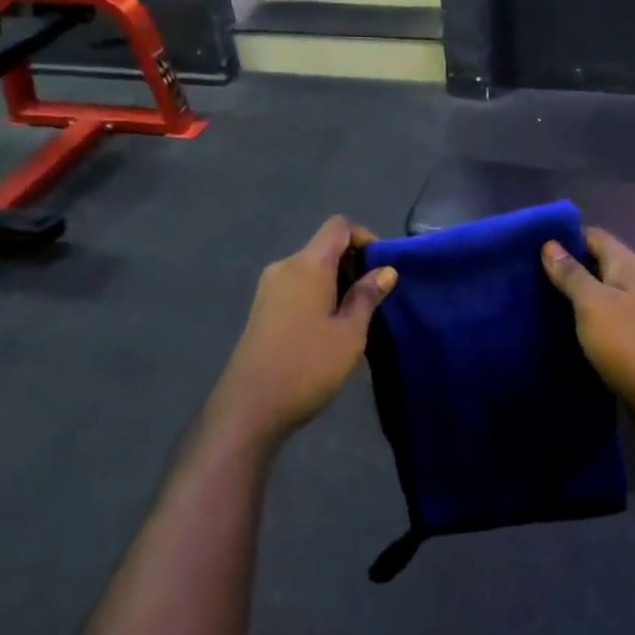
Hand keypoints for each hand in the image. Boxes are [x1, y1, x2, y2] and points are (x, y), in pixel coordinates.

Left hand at [211, 216, 396, 442]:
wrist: (249, 408)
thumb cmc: (307, 366)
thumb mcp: (350, 333)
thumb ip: (367, 296)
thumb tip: (385, 270)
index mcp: (308, 264)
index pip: (338, 226)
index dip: (364, 237)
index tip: (382, 267)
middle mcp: (284, 267)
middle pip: (324, 247)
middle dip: (353, 263)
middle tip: (375, 298)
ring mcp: (268, 289)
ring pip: (310, 269)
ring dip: (336, 282)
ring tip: (354, 317)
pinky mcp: (261, 310)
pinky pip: (296, 288)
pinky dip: (317, 295)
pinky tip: (327, 329)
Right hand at [542, 227, 634, 416]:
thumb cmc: (625, 342)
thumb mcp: (591, 303)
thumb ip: (571, 273)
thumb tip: (550, 244)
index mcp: (630, 265)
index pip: (595, 236)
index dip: (567, 237)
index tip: (536, 246)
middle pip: (601, 261)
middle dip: (570, 265)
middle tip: (533, 274)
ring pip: (606, 289)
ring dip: (580, 292)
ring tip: (545, 298)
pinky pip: (611, 313)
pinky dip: (591, 314)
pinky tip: (571, 325)